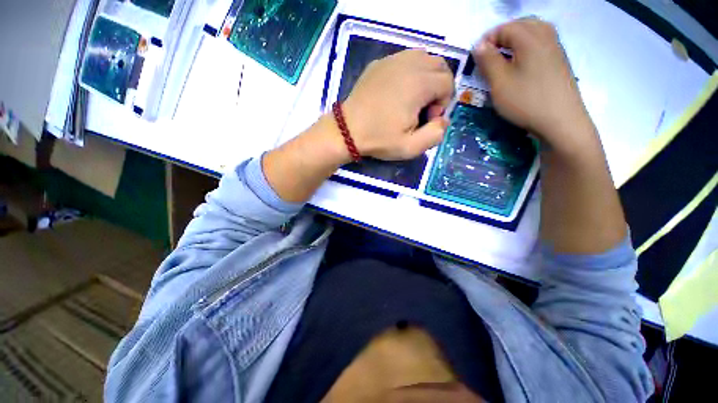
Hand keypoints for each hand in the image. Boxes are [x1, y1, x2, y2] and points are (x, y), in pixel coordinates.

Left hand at [341, 49, 454, 160]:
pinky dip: (409, 71)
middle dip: (438, 87)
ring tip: (412, 99)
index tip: (427, 119)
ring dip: (426, 77)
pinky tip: (397, 91)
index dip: (443, 103)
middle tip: (422, 108)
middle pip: (439, 66)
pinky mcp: (379, 63)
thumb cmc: (378, 140)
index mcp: (419, 84)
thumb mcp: (410, 147)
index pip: (448, 82)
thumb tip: (443, 120)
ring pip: (423, 58)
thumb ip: (435, 134)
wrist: (347, 131)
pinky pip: (404, 59)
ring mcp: (391, 60)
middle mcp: (408, 64)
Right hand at [473, 18, 594, 154]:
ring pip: (534, 32)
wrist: (561, 120)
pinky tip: (520, 64)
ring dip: (515, 40)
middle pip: (521, 24)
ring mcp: (556, 48)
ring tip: (503, 57)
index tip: (476, 57)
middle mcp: (546, 36)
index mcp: (530, 38)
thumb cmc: (526, 101)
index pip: (505, 28)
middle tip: (489, 54)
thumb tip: (479, 46)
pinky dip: (527, 47)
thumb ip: (488, 61)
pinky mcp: (559, 61)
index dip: (487, 39)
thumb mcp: (500, 83)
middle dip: (502, 35)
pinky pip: (541, 43)